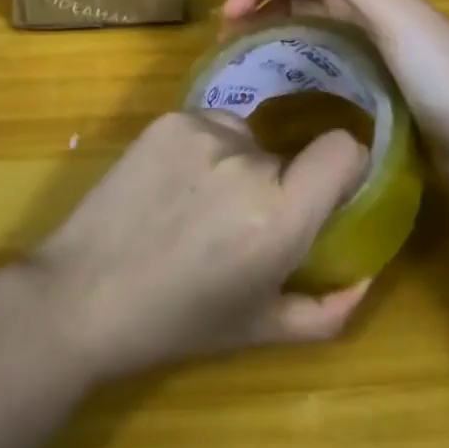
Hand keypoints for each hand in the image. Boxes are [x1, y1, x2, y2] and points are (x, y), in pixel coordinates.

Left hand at [28, 109, 371, 382]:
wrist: (82, 293)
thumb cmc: (176, 322)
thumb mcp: (259, 330)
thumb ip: (326, 309)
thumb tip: (366, 276)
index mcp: (277, 216)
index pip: (343, 149)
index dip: (345, 166)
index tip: (330, 190)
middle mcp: (246, 160)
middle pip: (288, 151)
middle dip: (278, 181)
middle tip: (243, 221)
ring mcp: (202, 129)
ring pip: (247, 135)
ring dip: (240, 163)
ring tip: (198, 205)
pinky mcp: (170, 117)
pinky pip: (209, 124)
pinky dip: (204, 149)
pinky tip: (172, 185)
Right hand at [222, 0, 448, 191]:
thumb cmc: (444, 76)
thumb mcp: (393, 16)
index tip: (230, 17)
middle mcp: (369, 16)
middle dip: (263, 5)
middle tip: (228, 39)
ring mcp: (374, 57)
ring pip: (313, 29)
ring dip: (277, 32)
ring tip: (244, 60)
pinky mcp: (379, 95)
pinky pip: (328, 67)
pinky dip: (301, 65)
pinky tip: (283, 87)